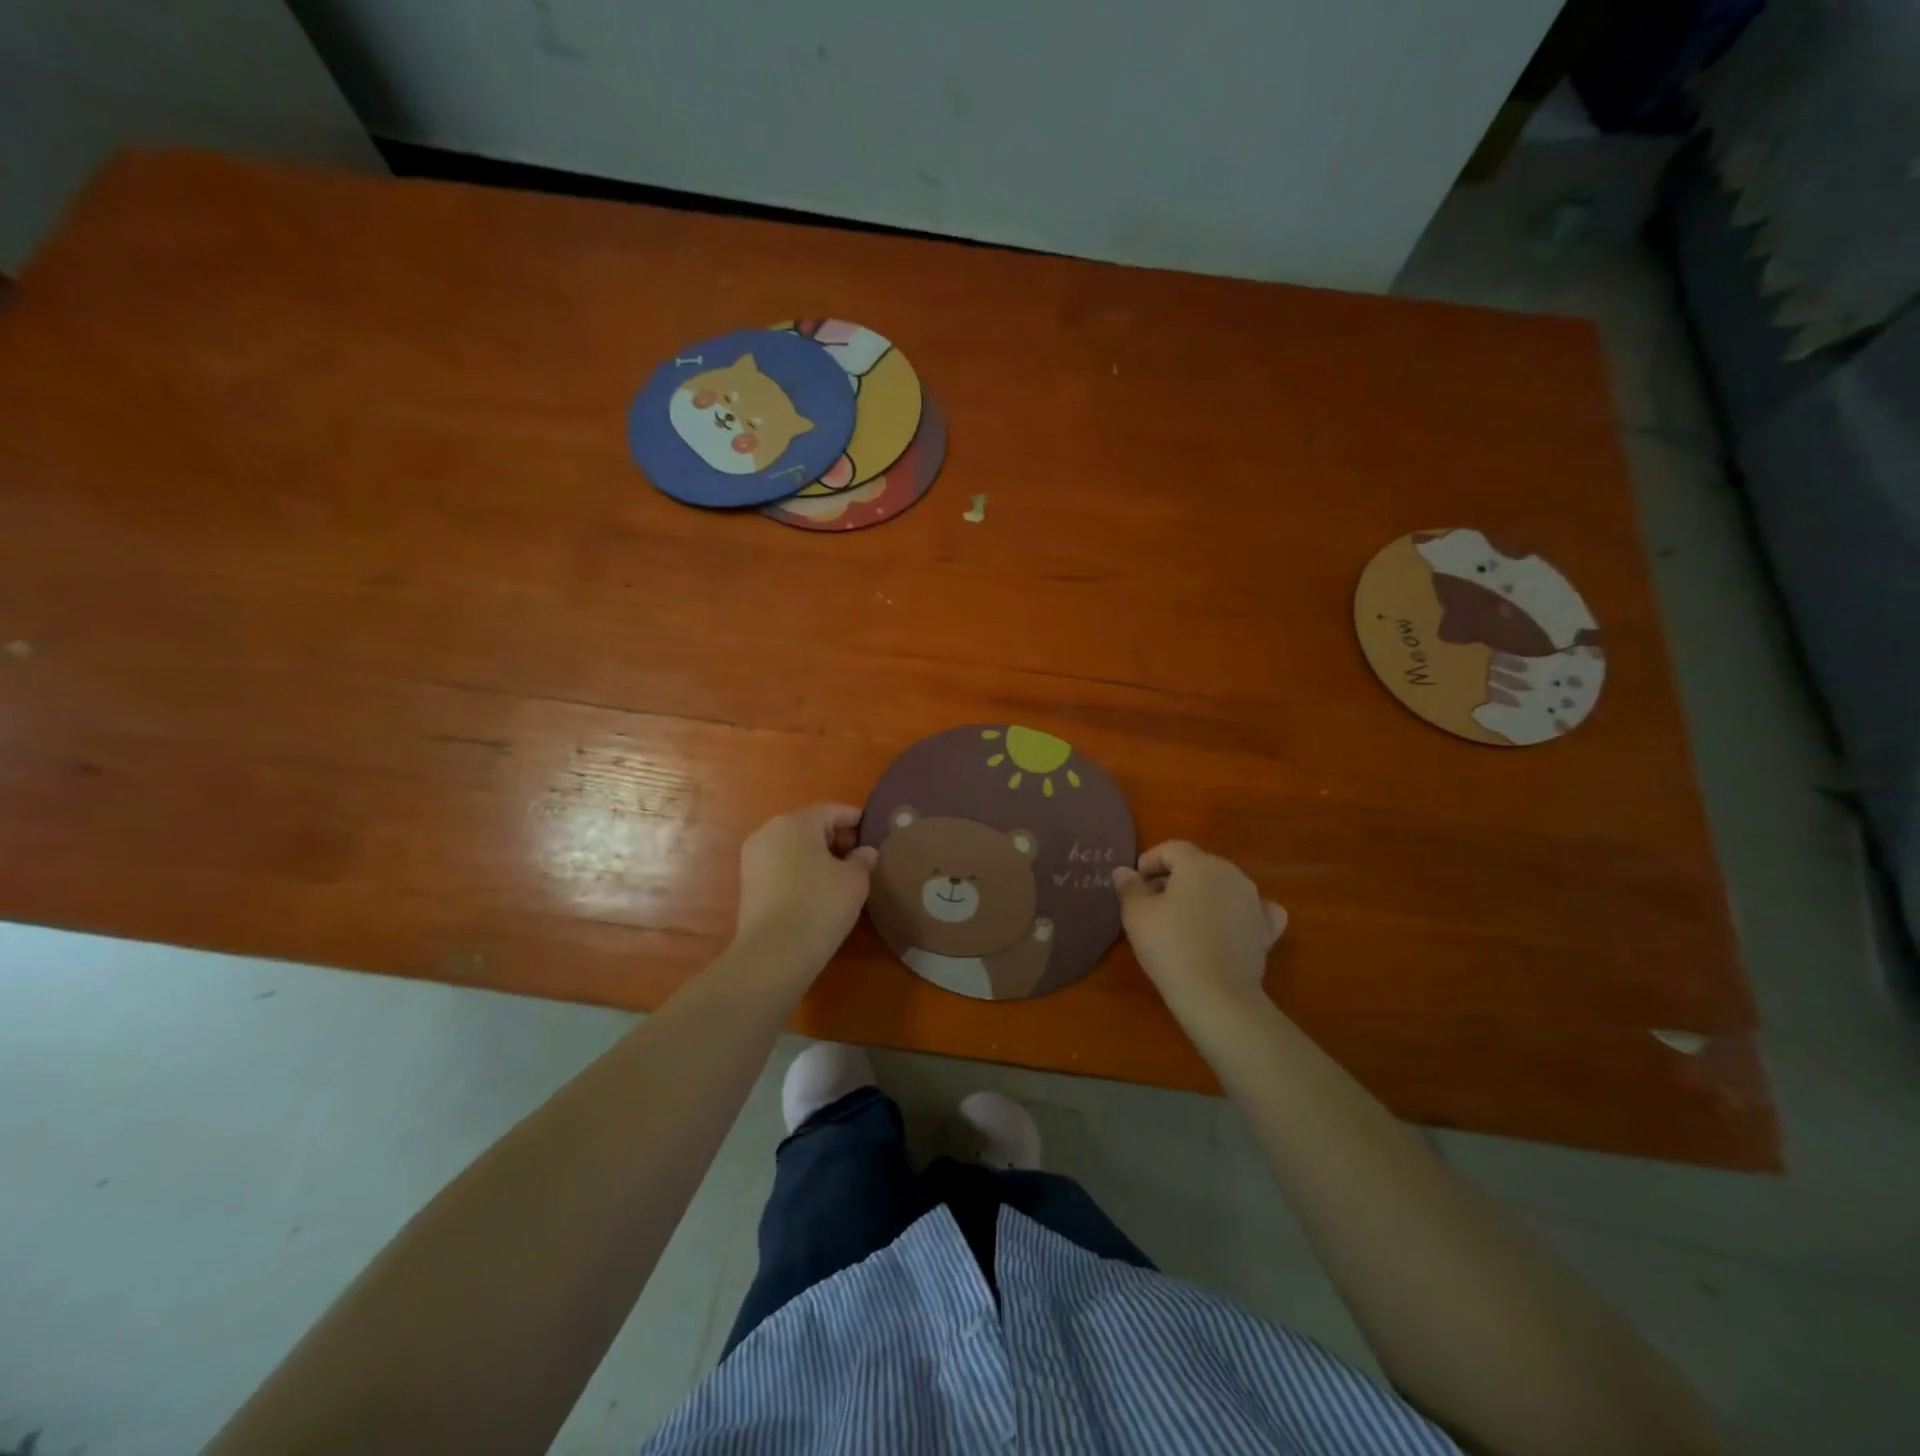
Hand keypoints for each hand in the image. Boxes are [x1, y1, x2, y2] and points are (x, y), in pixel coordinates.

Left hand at [733, 804, 878, 978]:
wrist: (773, 954)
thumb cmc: (819, 906)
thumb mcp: (855, 880)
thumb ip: (863, 860)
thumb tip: (864, 852)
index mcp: (796, 822)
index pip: (832, 811)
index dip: (856, 821)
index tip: (874, 837)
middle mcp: (769, 831)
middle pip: (810, 826)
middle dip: (836, 838)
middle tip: (860, 859)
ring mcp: (753, 857)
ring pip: (793, 846)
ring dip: (817, 855)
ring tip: (841, 877)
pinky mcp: (747, 882)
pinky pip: (781, 865)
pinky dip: (800, 870)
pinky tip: (817, 891)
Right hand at [1113, 841, 1286, 1016]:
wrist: (1217, 996)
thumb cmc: (1171, 946)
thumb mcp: (1137, 915)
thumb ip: (1129, 887)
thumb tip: (1124, 871)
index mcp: (1199, 864)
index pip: (1171, 848)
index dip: (1149, 861)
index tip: (1135, 882)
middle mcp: (1232, 874)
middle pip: (1198, 865)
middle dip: (1174, 877)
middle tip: (1152, 902)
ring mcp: (1254, 900)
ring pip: (1222, 886)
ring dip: (1202, 894)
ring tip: (1182, 918)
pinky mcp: (1266, 929)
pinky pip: (1252, 909)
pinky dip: (1237, 912)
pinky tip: (1228, 925)